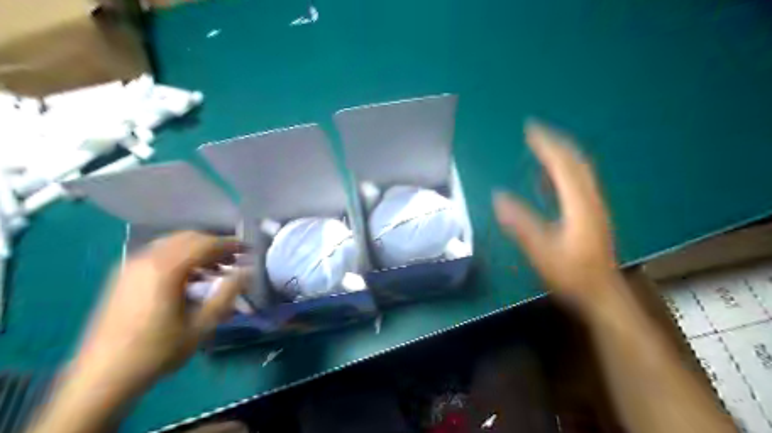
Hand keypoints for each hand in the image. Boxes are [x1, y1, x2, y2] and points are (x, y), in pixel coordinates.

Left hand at [71, 234, 245, 391]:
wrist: (102, 376)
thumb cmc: (158, 351)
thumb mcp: (202, 325)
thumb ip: (227, 294)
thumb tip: (246, 271)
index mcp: (167, 269)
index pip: (206, 244)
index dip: (231, 244)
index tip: (248, 249)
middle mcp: (147, 259)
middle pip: (189, 237)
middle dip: (215, 244)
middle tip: (234, 259)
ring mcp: (131, 265)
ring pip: (172, 243)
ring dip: (198, 249)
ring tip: (215, 268)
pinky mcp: (123, 275)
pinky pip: (158, 253)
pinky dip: (180, 256)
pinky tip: (189, 276)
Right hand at [495, 120, 618, 311]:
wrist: (601, 294)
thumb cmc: (571, 275)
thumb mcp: (541, 251)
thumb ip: (520, 223)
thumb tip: (498, 196)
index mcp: (579, 204)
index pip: (563, 165)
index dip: (546, 145)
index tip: (530, 128)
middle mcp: (590, 199)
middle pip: (575, 162)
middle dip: (555, 143)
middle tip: (535, 132)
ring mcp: (594, 207)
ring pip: (579, 171)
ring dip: (561, 155)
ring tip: (542, 147)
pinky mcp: (592, 215)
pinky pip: (578, 183)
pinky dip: (563, 172)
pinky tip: (550, 176)